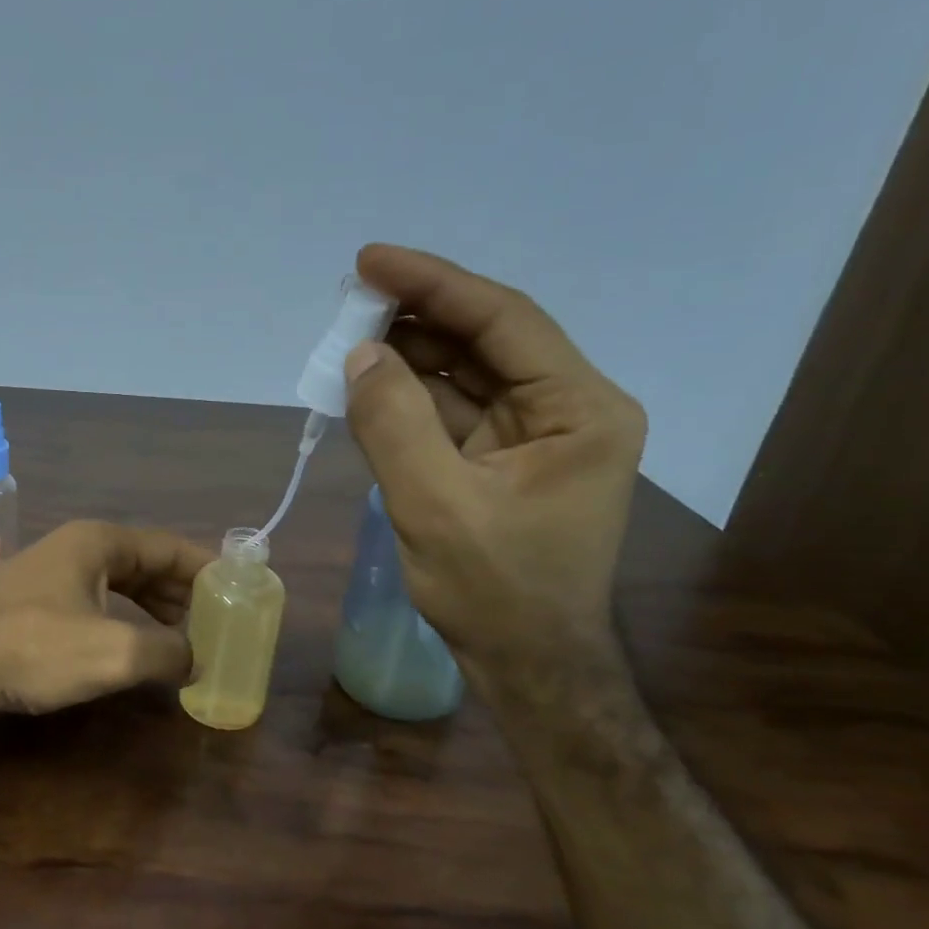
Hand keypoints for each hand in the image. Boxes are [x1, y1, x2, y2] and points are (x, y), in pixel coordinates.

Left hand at [0, 520, 213, 715]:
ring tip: (183, 636)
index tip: (235, 592)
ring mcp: (52, 573)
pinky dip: (122, 619)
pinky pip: (94, 602)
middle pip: (144, 563)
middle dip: (181, 592)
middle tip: (214, 620)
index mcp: (99, 542)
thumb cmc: (34, 647)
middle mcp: (77, 548)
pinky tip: (132, 645)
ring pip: (118, 584)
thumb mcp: (113, 652)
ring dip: (153, 607)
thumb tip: (197, 660)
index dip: (206, 570)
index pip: (169, 547)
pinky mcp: (35, 602)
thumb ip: (167, 652)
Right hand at [342, 243, 646, 672]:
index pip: (502, 321)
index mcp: (580, 409)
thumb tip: (361, 355)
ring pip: (464, 376)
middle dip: (415, 320)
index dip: (433, 284)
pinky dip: (407, 400)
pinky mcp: (502, 462)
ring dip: (407, 358)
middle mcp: (566, 409)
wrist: (529, 668)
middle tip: (348, 303)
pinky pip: (451, 414)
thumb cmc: (496, 592)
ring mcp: (534, 437)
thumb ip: (394, 423)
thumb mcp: (435, 506)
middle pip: (484, 341)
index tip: (370, 261)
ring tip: (348, 340)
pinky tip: (368, 388)